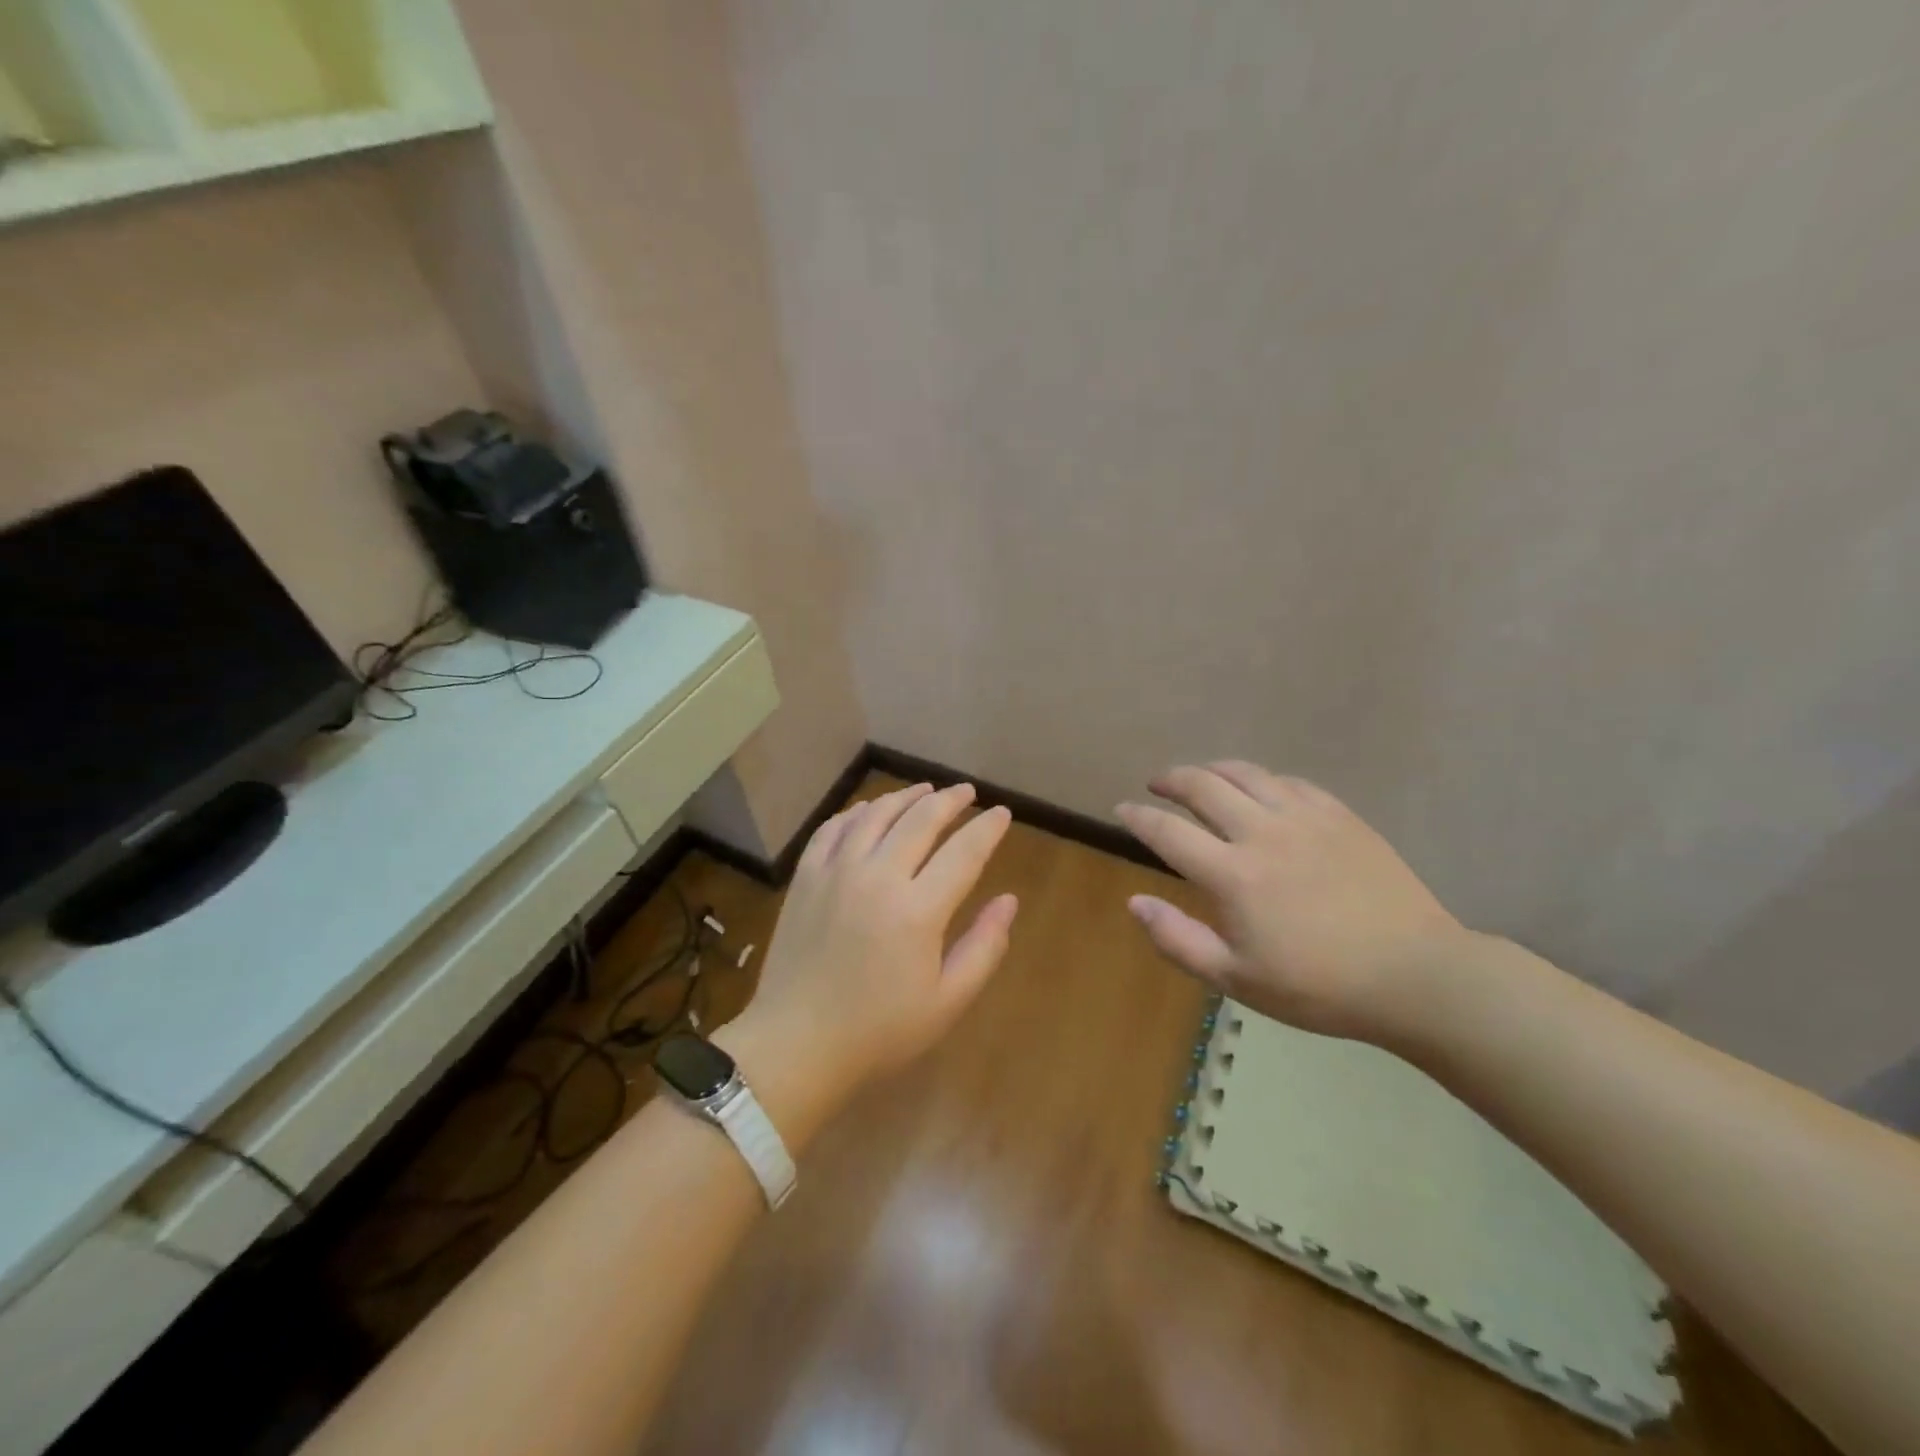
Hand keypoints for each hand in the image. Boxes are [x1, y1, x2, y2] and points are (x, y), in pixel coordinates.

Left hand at [724, 783, 1017, 1118]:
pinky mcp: (806, 877)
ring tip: (926, 790)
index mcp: (918, 910)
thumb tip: (1009, 900)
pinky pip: (834, 828)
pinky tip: (869, 811)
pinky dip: (857, 812)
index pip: (964, 852)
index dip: (987, 829)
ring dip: (906, 797)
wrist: (796, 1044)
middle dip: (950, 800)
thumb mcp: (947, 1001)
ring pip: (876, 814)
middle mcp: (878, 876)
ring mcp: (836, 872)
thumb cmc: (879, 1031)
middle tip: (967, 793)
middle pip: (921, 819)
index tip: (1002, 813)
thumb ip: (984, 947)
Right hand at [1116, 762, 1463, 1040]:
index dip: (1138, 816)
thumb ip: (1177, 940)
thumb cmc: (1318, 987)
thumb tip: (1134, 902)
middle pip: (1203, 786)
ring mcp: (1304, 818)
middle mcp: (1262, 833)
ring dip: (1212, 769)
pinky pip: (1289, 781)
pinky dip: (1261, 779)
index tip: (1122, 809)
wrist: (1414, 975)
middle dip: (1171, 780)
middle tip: (1156, 785)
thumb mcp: (1236, 980)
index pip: (1168, 831)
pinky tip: (1259, 790)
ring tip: (1200, 777)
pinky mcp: (1339, 815)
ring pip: (1246, 773)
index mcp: (1232, 875)